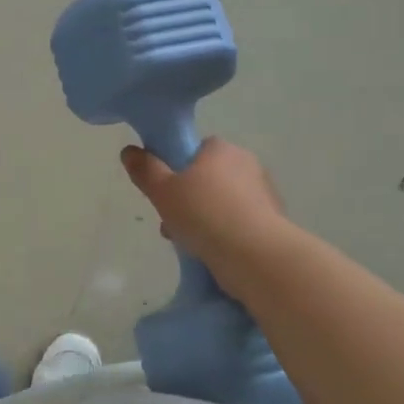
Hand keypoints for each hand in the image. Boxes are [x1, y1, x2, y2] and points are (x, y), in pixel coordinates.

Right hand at [120, 138, 286, 271]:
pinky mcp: (274, 221)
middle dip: (189, 200)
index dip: (177, 170)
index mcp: (221, 149)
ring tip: (189, 244)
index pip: (196, 151)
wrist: (255, 254)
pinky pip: (239, 222)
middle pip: (208, 178)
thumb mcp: (162, 191)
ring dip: (205, 219)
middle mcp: (247, 164)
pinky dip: (225, 234)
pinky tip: (213, 253)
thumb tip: (129, 151)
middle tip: (171, 222)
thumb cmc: (204, 214)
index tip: (165, 192)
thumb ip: (145, 170)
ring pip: (223, 203)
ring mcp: (264, 193)